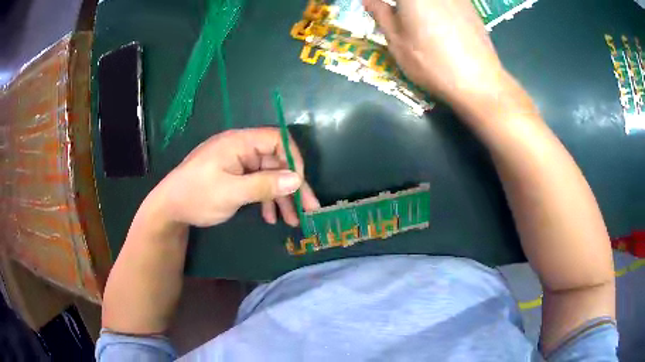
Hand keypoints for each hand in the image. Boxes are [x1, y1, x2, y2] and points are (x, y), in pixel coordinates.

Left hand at [145, 128, 319, 227]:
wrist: (169, 208)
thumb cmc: (196, 196)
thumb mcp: (230, 193)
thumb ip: (264, 185)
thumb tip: (297, 180)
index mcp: (239, 142)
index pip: (277, 139)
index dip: (293, 159)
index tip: (300, 184)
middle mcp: (241, 149)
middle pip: (276, 161)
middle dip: (292, 186)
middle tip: (307, 209)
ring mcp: (238, 163)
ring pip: (268, 175)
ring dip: (281, 197)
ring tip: (292, 221)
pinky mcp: (234, 176)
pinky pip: (256, 184)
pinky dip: (265, 199)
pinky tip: (270, 217)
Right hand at [364, 0, 508, 104]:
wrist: (479, 81)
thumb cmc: (431, 62)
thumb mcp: (397, 41)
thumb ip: (380, 14)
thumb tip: (369, 0)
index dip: (384, 5)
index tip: (378, 10)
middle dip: (401, 6)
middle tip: (395, 15)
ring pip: (430, 1)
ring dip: (418, 7)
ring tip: (416, 20)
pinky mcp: (469, 5)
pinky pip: (447, 2)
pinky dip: (437, 9)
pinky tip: (439, 23)